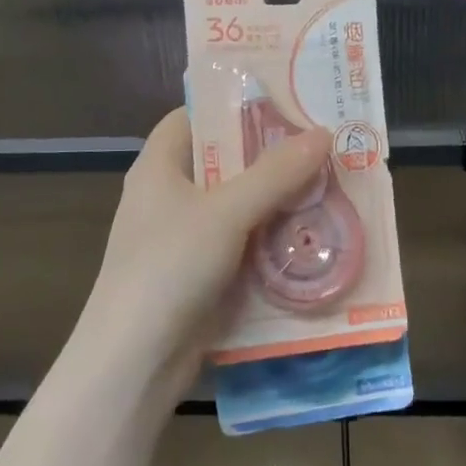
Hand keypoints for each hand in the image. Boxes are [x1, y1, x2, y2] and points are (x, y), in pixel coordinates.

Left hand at [80, 108, 331, 388]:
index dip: (233, 104)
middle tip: (323, 144)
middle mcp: (169, 196)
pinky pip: (243, 244)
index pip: (193, 115)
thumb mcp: (226, 212)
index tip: (283, 101)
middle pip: (224, 161)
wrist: (134, 364)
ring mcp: (184, 238)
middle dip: (271, 155)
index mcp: (159, 166)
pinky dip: (272, 239)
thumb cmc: (169, 267)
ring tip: (331, 185)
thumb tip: (323, 133)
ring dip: (278, 200)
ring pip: (239, 205)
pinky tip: (312, 237)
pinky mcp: (200, 275)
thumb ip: (275, 173)